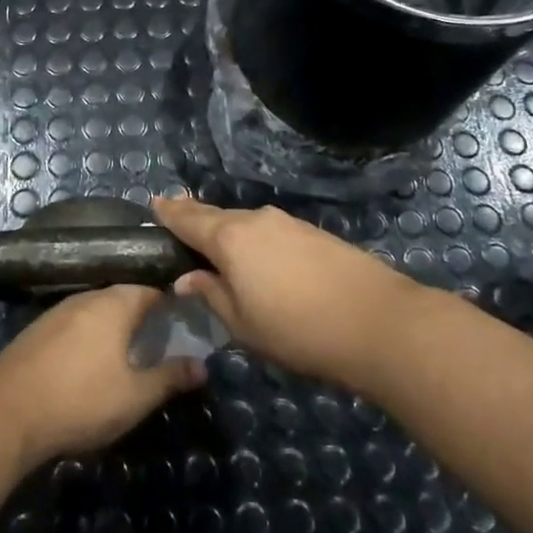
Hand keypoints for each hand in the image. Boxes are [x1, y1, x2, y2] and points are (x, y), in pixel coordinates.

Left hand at [0, 285, 205, 466]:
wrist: (7, 413)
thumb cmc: (81, 400)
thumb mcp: (136, 396)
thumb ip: (171, 377)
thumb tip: (203, 365)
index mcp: (115, 303)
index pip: (151, 290)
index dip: (170, 305)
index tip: (184, 325)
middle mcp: (86, 297)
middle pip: (122, 298)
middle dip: (142, 317)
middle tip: (159, 344)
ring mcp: (57, 311)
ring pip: (96, 311)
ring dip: (112, 328)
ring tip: (127, 357)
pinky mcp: (36, 330)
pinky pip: (73, 325)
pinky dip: (87, 338)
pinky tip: (88, 365)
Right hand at [151, 194, 429, 393]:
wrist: (377, 321)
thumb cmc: (297, 329)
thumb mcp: (243, 324)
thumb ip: (212, 295)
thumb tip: (189, 278)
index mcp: (230, 238)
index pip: (189, 219)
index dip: (169, 212)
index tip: (154, 203)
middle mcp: (256, 220)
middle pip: (217, 216)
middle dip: (196, 219)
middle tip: (178, 222)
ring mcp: (288, 223)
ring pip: (245, 223)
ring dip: (228, 232)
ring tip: (216, 246)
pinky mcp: (313, 233)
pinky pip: (270, 231)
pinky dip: (254, 240)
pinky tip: (258, 258)